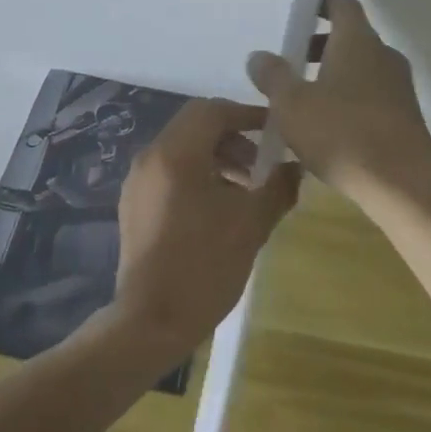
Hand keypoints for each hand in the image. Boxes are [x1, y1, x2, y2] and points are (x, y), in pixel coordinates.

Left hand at [109, 98, 299, 357]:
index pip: (212, 110)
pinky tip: (219, 207)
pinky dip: (198, 173)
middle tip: (263, 164)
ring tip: (246, 189)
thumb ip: (277, 188)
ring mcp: (138, 181)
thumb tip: (296, 168)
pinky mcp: (135, 203)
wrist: (150, 322)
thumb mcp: (250, 225)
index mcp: (175, 154)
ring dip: (217, 156)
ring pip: (182, 148)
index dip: (247, 114)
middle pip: (195, 125)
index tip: (276, 131)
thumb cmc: (203, 266)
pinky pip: (169, 171)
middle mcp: (151, 157)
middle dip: (233, 136)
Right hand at [246, 0, 430, 205]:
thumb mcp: (292, 105)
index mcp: (358, 41)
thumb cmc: (342, 134)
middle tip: (288, 60)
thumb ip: (273, 76)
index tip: (296, 11)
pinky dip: (348, 98)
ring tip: (301, 97)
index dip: (319, 2)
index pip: (342, 4)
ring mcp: (399, 87)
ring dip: (332, 74)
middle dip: (318, 44)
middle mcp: (383, 56)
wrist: (403, 187)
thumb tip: (259, 56)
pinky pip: (371, 94)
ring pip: (361, 68)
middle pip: (350, 36)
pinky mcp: (405, 117)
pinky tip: (326, 126)